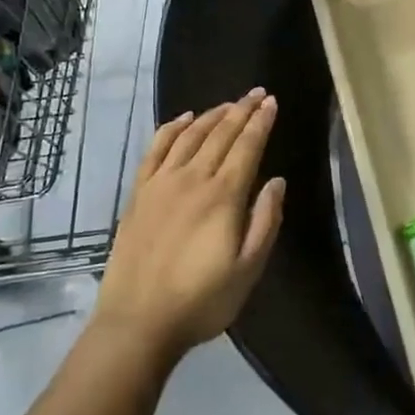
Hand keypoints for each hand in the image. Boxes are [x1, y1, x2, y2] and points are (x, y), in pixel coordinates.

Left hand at [95, 90, 285, 360]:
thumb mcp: (248, 270)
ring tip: (228, 103)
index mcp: (223, 196)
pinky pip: (156, 149)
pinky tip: (183, 119)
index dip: (260, 122)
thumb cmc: (201, 301)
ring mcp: (162, 183)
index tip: (271, 102)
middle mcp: (193, 179)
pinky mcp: (139, 193)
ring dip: (211, 114)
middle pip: (220, 134)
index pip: (246, 147)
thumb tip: (276, 181)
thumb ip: (265, 222)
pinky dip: (171, 128)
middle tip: (256, 93)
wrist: (137, 321)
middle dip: (241, 110)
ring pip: (190, 135)